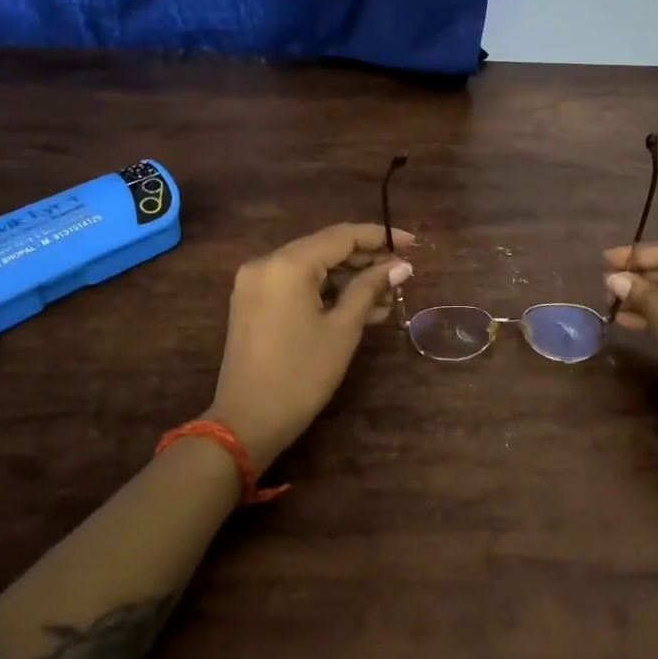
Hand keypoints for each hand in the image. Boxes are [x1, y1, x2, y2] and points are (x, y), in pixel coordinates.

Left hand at [206, 223, 413, 467]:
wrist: (246, 422)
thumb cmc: (301, 375)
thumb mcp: (343, 329)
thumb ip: (370, 288)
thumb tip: (400, 267)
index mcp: (287, 264)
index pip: (341, 236)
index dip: (379, 236)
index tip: (411, 244)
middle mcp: (266, 263)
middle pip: (325, 249)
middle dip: (365, 260)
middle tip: (401, 275)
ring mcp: (256, 283)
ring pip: (312, 268)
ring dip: (348, 279)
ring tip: (387, 298)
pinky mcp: (254, 303)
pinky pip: (297, 285)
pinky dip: (326, 292)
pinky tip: (359, 308)